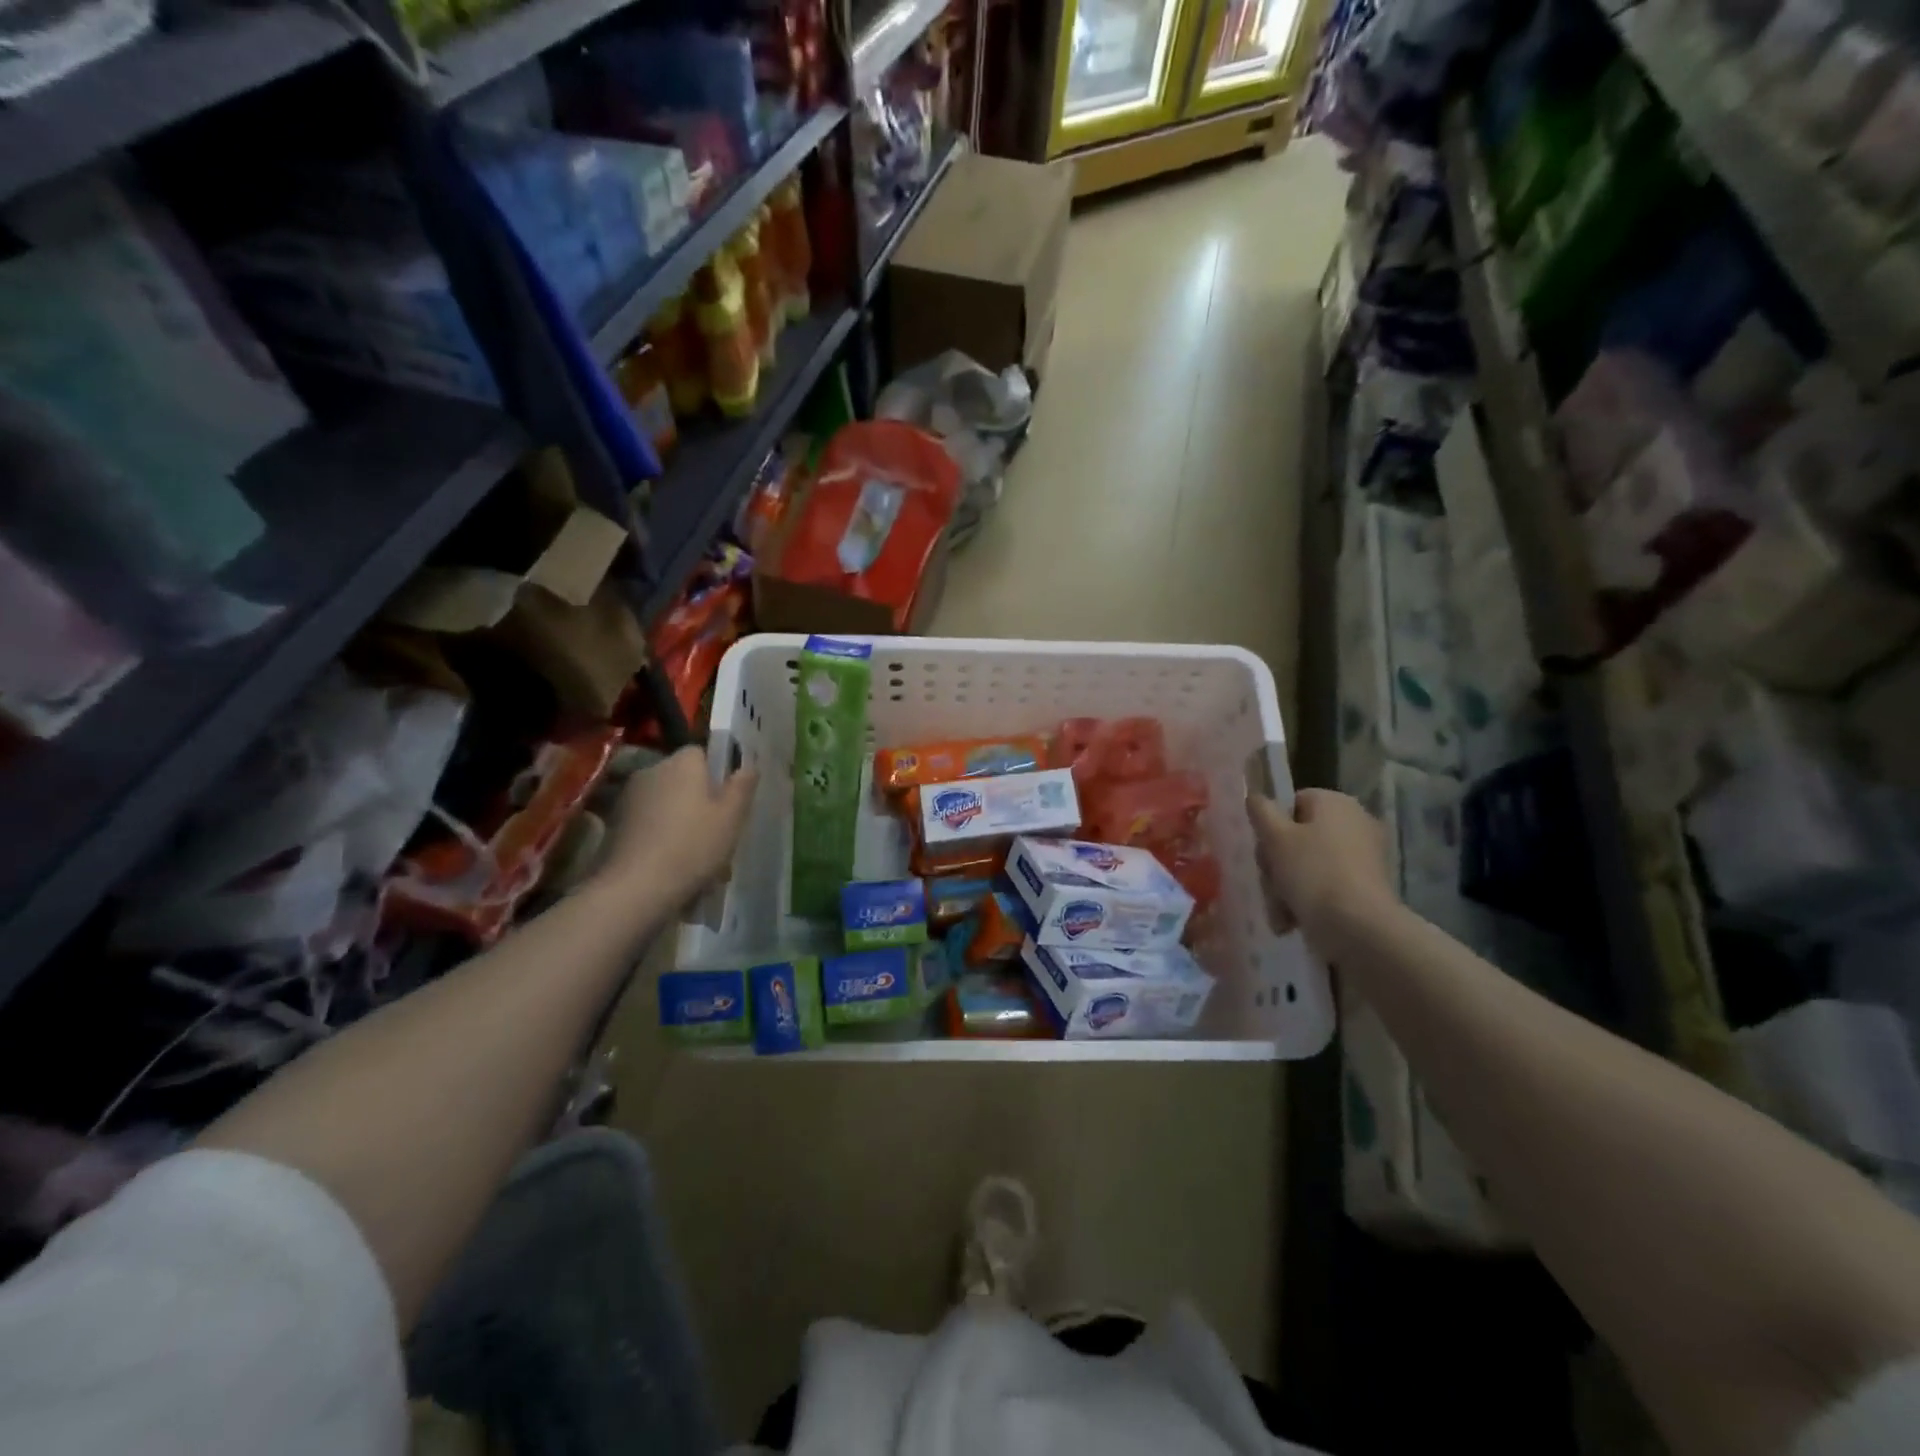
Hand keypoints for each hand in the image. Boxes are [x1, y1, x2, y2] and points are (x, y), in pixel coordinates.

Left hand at [595, 747, 757, 909]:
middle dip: (698, 799)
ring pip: (666, 802)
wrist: (637, 887)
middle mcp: (653, 770)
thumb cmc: (694, 846)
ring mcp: (630, 797)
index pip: (701, 753)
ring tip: (696, 855)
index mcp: (683, 763)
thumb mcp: (732, 817)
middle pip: (683, 778)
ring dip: (680, 819)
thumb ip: (742, 786)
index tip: (727, 801)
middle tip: (717, 832)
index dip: (716, 774)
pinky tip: (672, 863)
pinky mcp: (615, 823)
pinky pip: (649, 822)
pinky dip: (661, 835)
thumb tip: (748, 766)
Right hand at [1246, 788, 1394, 947]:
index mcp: (1336, 803)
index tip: (1264, 851)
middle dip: (1276, 865)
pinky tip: (1292, 921)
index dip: (1271, 827)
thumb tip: (1254, 796)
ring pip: (1307, 865)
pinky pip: (1326, 886)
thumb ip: (1260, 811)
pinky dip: (1308, 901)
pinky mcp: (1366, 888)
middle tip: (1269, 884)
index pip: (1292, 804)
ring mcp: (1363, 857)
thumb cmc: (1312, 872)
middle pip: (1297, 837)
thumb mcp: (1275, 837)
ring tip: (1279, 911)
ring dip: (1285, 888)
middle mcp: (1355, 823)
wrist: (1358, 927)